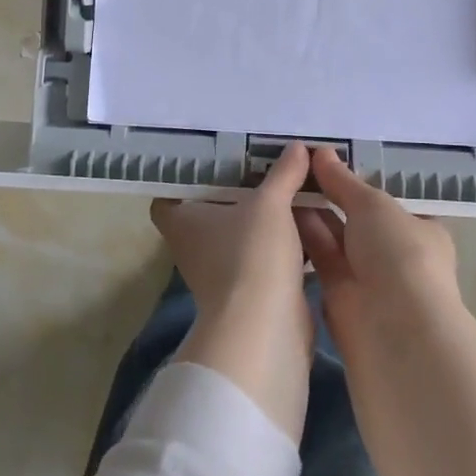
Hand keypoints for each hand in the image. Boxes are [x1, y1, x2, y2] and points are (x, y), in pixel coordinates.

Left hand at [150, 141, 314, 440]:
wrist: (265, 328)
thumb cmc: (252, 255)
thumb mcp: (269, 204)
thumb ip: (283, 173)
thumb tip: (298, 147)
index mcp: (182, 220)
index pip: (170, 193)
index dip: (187, 177)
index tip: (215, 158)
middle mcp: (194, 245)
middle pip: (212, 210)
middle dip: (238, 190)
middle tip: (265, 163)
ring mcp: (221, 270)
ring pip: (242, 233)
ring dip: (264, 216)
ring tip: (291, 185)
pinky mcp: (250, 290)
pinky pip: (264, 255)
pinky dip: (281, 241)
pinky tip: (306, 220)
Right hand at [295, 146, 463, 344]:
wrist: (393, 326)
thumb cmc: (398, 253)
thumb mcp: (373, 205)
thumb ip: (343, 180)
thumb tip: (321, 152)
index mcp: (419, 229)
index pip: (387, 200)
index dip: (358, 180)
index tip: (328, 159)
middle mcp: (393, 252)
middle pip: (356, 216)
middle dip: (330, 194)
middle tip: (295, 163)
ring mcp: (366, 274)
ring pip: (334, 236)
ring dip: (310, 212)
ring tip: (279, 179)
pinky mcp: (338, 293)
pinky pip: (318, 256)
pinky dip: (301, 236)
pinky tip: (276, 209)